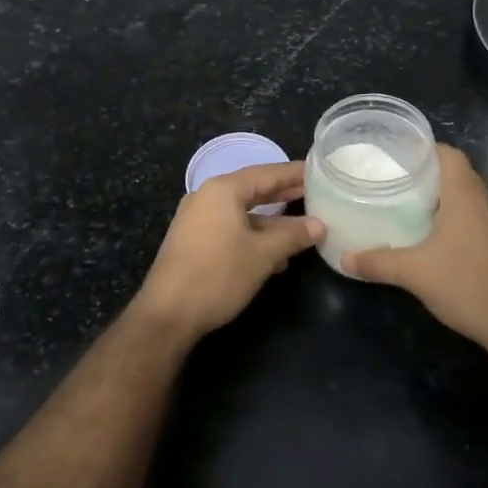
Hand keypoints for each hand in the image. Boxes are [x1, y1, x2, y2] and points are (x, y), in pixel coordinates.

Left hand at [131, 161, 323, 337]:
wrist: (167, 314)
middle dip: (284, 194)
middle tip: (315, 193)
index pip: (267, 173)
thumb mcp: (263, 255)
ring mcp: (197, 219)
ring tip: (303, 227)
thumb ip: (293, 235)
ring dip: (272, 221)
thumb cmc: (218, 275)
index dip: (294, 173)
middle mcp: (207, 197)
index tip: (319, 172)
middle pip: (253, 189)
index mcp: (223, 190)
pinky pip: (231, 228)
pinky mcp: (194, 241)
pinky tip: (276, 255)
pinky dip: (254, 235)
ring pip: (243, 212)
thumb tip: (319, 225)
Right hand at [343, 145, 487, 357]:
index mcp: (465, 194)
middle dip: (424, 172)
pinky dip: (449, 216)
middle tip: (390, 179)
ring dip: (437, 196)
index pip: (447, 153)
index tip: (393, 156)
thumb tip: (343, 258)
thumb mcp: (413, 272)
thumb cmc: (466, 284)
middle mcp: (483, 200)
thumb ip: (377, 262)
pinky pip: (470, 215)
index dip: (422, 149)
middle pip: (454, 172)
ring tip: (403, 202)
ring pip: (463, 195)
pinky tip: (427, 234)